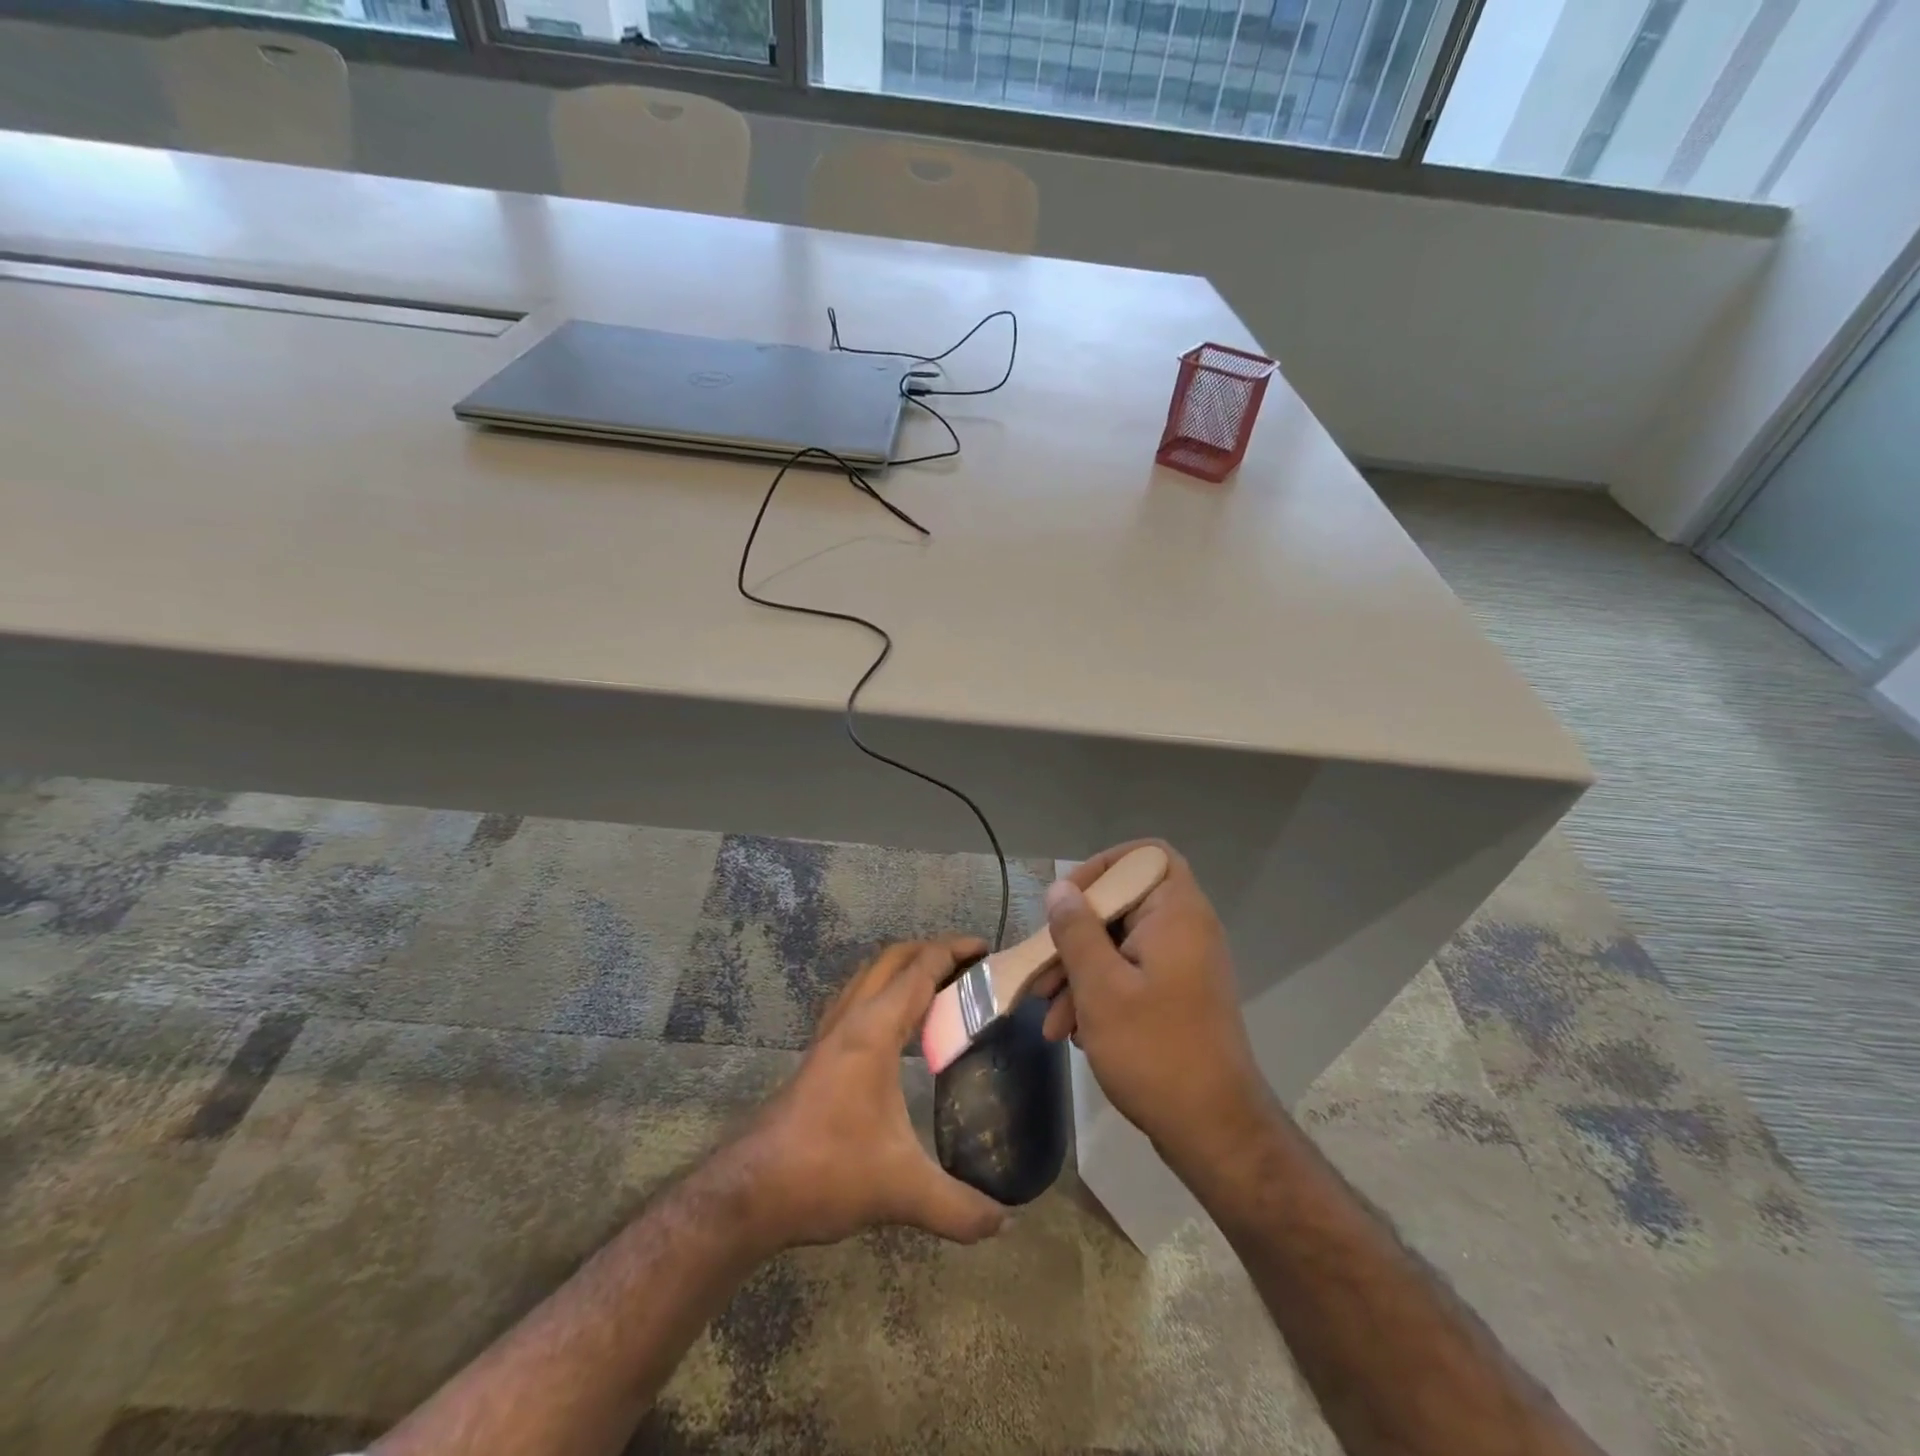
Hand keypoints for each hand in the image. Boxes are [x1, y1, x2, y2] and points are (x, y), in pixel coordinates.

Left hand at [726, 937, 1007, 1250]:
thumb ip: (958, 1207)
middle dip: (932, 951)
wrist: (752, 1191)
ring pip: (869, 975)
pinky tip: (897, 1023)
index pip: (919, 970)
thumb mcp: (901, 1191)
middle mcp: (851, 1019)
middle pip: (893, 959)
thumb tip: (1006, 1222)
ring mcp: (830, 1034)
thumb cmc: (827, 1172)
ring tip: (940, 986)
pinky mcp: (819, 1053)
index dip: (953, 952)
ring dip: (904, 967)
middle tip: (970, 966)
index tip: (986, 950)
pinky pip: (856, 998)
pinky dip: (884, 990)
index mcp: (874, 1031)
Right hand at [1033, 840, 1273, 1170]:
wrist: (1215, 1131)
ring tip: (1047, 1015)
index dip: (1103, 866)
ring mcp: (1183, 966)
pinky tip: (1070, 1031)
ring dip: (1079, 973)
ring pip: (1120, 945)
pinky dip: (1099, 994)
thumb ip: (1076, 931)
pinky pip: (1131, 975)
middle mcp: (1185, 930)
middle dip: (1075, 936)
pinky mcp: (1177, 997)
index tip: (1068, 901)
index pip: (1144, 856)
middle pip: (1122, 904)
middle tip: (1042, 969)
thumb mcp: (1100, 987)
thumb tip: (1060, 889)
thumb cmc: (1155, 1050)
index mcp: (1177, 913)